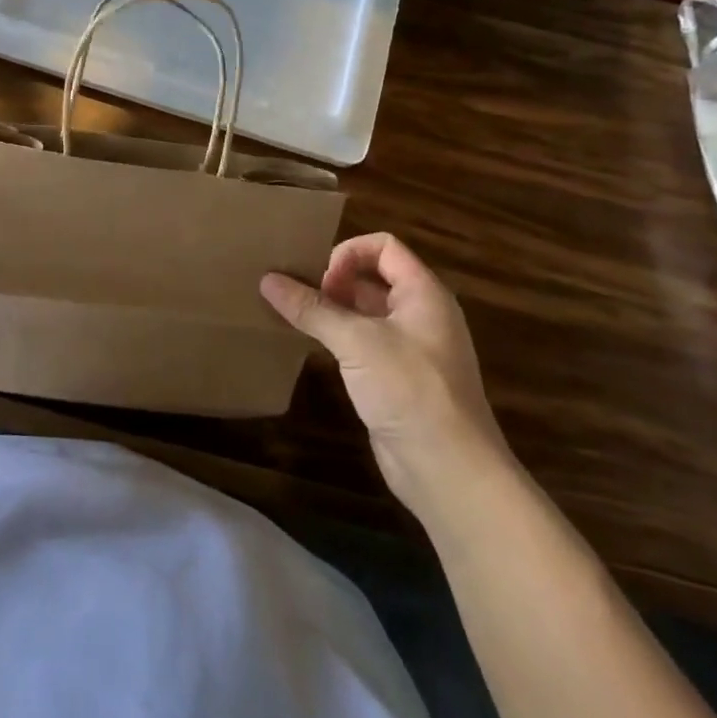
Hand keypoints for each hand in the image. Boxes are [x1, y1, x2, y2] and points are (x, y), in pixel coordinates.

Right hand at [261, 233, 507, 509]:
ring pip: (366, 312)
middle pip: (373, 277)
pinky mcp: (397, 378)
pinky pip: (363, 343)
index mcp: (423, 293)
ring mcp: (410, 348)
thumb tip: (267, 279)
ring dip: (333, 310)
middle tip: (300, 296)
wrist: (448, 470)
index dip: (349, 253)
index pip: (384, 247)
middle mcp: (420, 313)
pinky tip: (311, 347)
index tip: (322, 279)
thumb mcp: (356, 341)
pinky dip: (338, 338)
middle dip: (335, 280)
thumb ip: (312, 308)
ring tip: (294, 315)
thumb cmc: (409, 389)